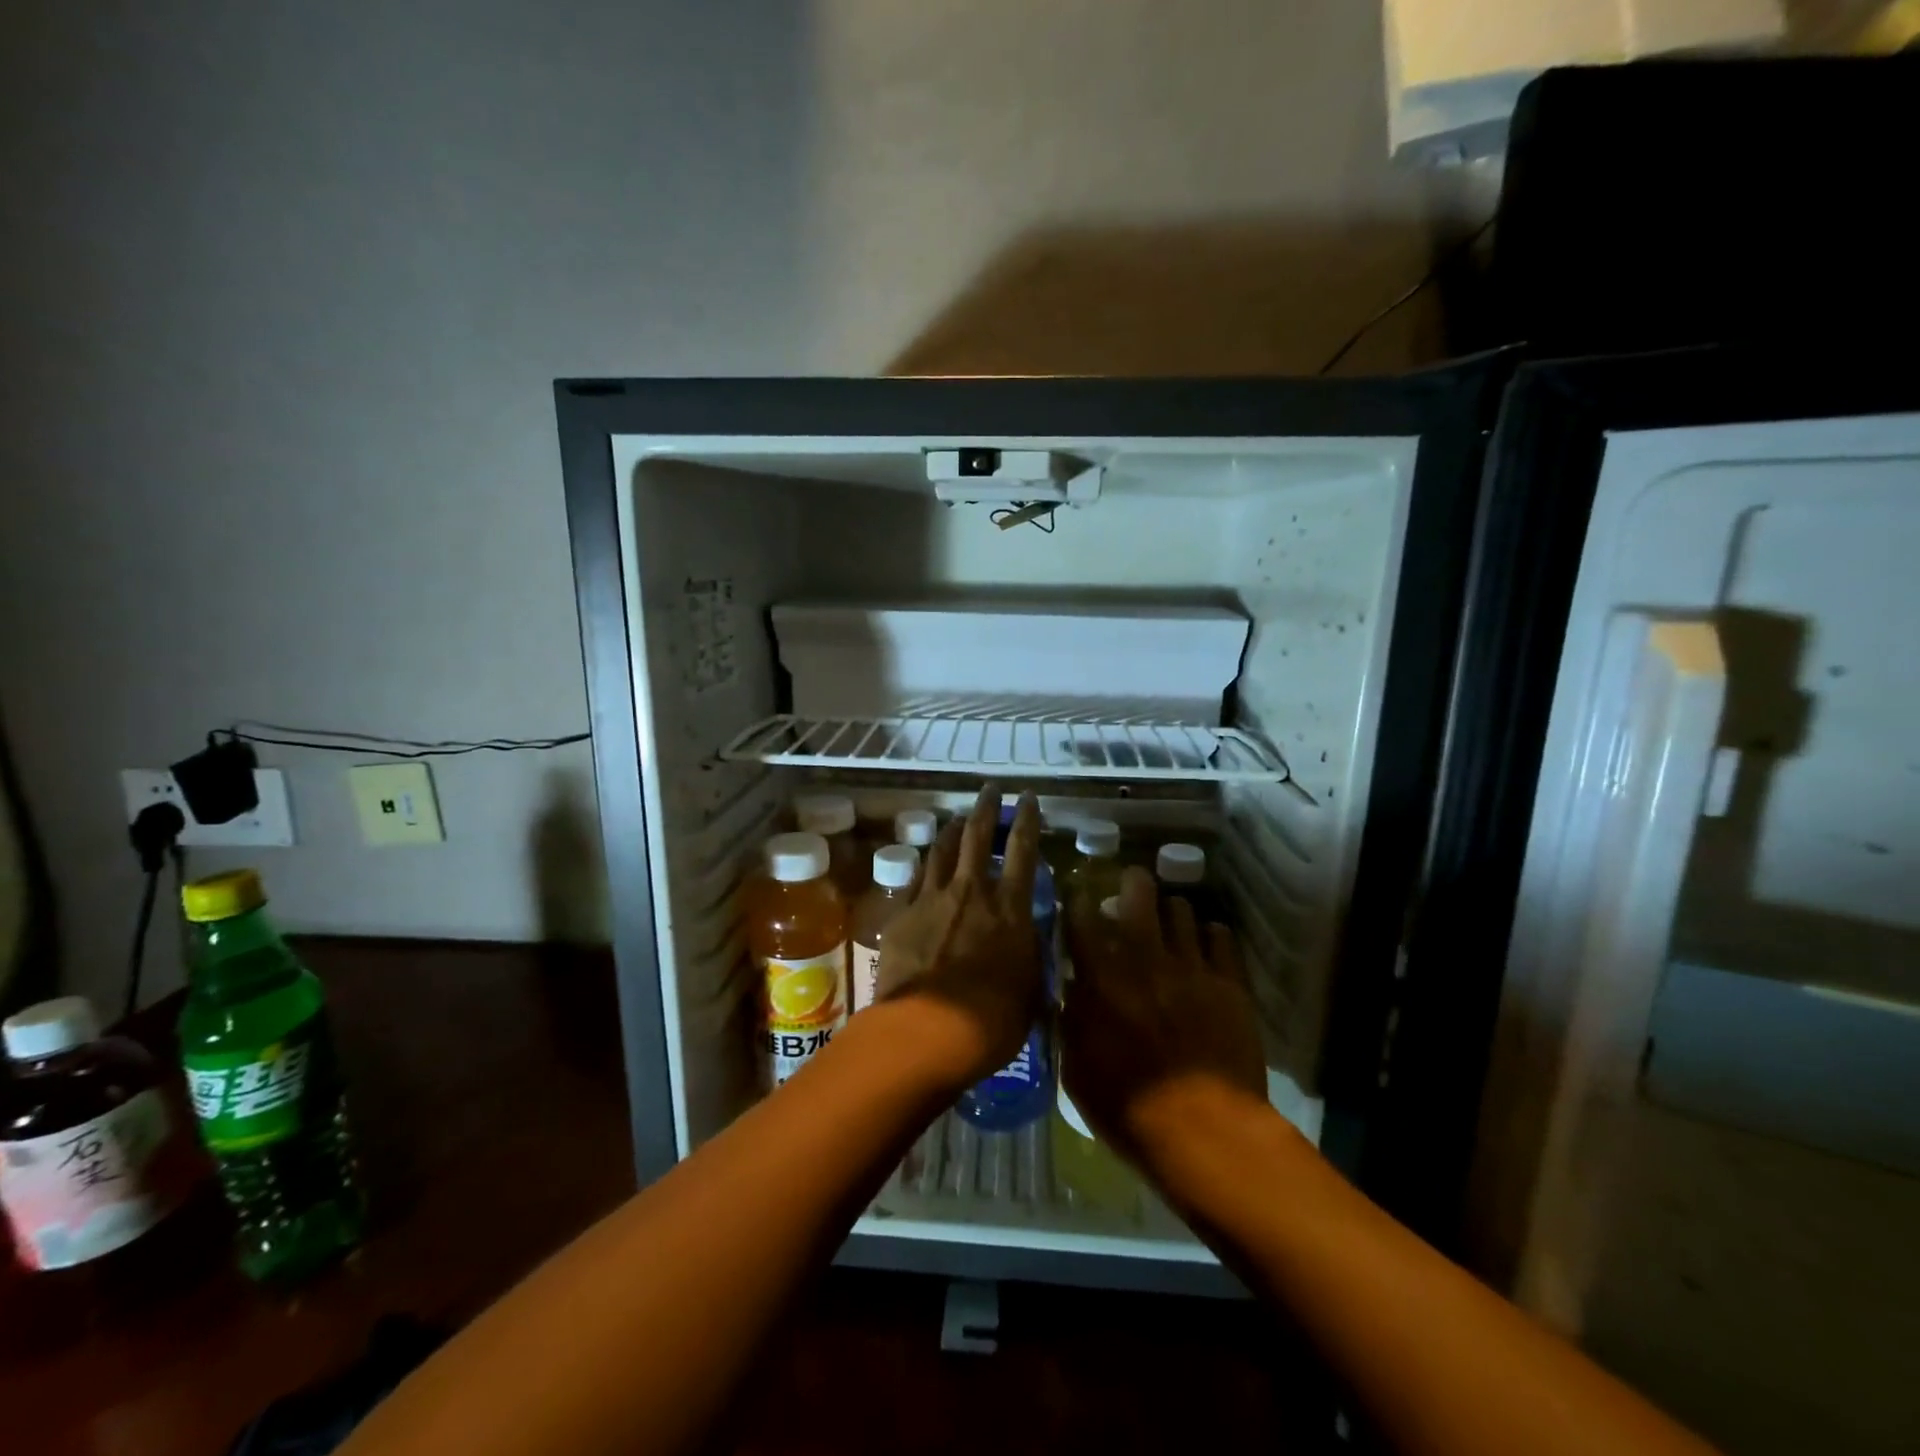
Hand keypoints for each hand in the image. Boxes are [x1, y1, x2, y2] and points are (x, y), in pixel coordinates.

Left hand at [875, 785, 1043, 1086]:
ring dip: (953, 830)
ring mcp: (932, 899)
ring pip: (943, 850)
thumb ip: (1030, 954)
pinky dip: (926, 866)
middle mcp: (972, 892)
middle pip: (978, 836)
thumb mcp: (1030, 989)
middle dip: (986, 808)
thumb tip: (1030, 937)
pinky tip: (926, 865)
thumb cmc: (992, 1020)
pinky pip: (916, 879)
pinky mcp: (902, 914)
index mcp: (1010, 908)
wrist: (927, 1030)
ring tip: (958, 819)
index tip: (1027, 797)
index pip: (1024, 850)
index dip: (1027, 819)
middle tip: (989, 790)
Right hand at [1062, 868, 1267, 1167]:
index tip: (1077, 896)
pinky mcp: (1229, 982)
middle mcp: (1144, 956)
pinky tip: (1207, 944)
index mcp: (1100, 975)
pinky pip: (1222, 937)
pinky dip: (1211, 935)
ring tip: (1170, 922)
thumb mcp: (1077, 1069)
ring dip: (1171, 912)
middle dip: (1131, 883)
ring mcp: (1191, 965)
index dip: (1076, 899)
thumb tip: (1073, 990)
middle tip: (1130, 888)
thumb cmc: (1126, 1107)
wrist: (1203, 1131)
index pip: (1081, 916)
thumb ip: (1072, 1020)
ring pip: (1182, 909)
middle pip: (1138, 892)